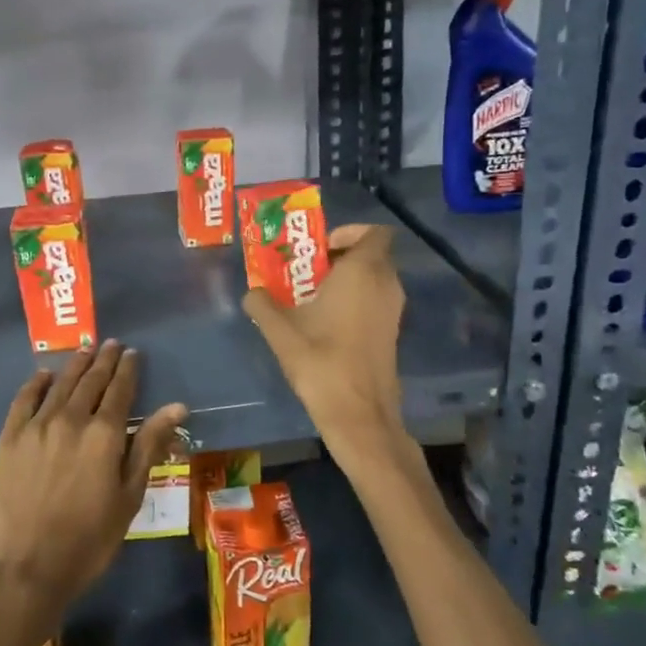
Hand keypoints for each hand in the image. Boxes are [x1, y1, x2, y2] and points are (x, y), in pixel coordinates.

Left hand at [0, 341, 186, 619]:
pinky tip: (44, 374)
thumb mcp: (129, 496)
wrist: (28, 567)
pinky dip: (37, 383)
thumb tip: (177, 407)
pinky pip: (24, 399)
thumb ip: (149, 446)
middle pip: (91, 380)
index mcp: (104, 434)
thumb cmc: (89, 539)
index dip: (128, 369)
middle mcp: (71, 419)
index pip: (120, 389)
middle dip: (104, 360)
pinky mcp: (10, 437)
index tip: (133, 353)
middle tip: (111, 344)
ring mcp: (37, 426)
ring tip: (85, 349)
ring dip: (75, 364)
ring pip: (60, 384)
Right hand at [244, 224, 412, 470]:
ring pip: (374, 279)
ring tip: (310, 296)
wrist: (358, 413)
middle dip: (340, 256)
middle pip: (371, 254)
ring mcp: (393, 310)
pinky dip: (355, 301)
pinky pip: (375, 301)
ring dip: (347, 280)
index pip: (374, 232)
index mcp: (363, 270)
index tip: (318, 248)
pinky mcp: (392, 333)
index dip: (349, 232)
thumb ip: (262, 304)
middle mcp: (386, 284)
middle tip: (306, 270)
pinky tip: (325, 322)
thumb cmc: (320, 360)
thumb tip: (251, 293)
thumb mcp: (279, 329)